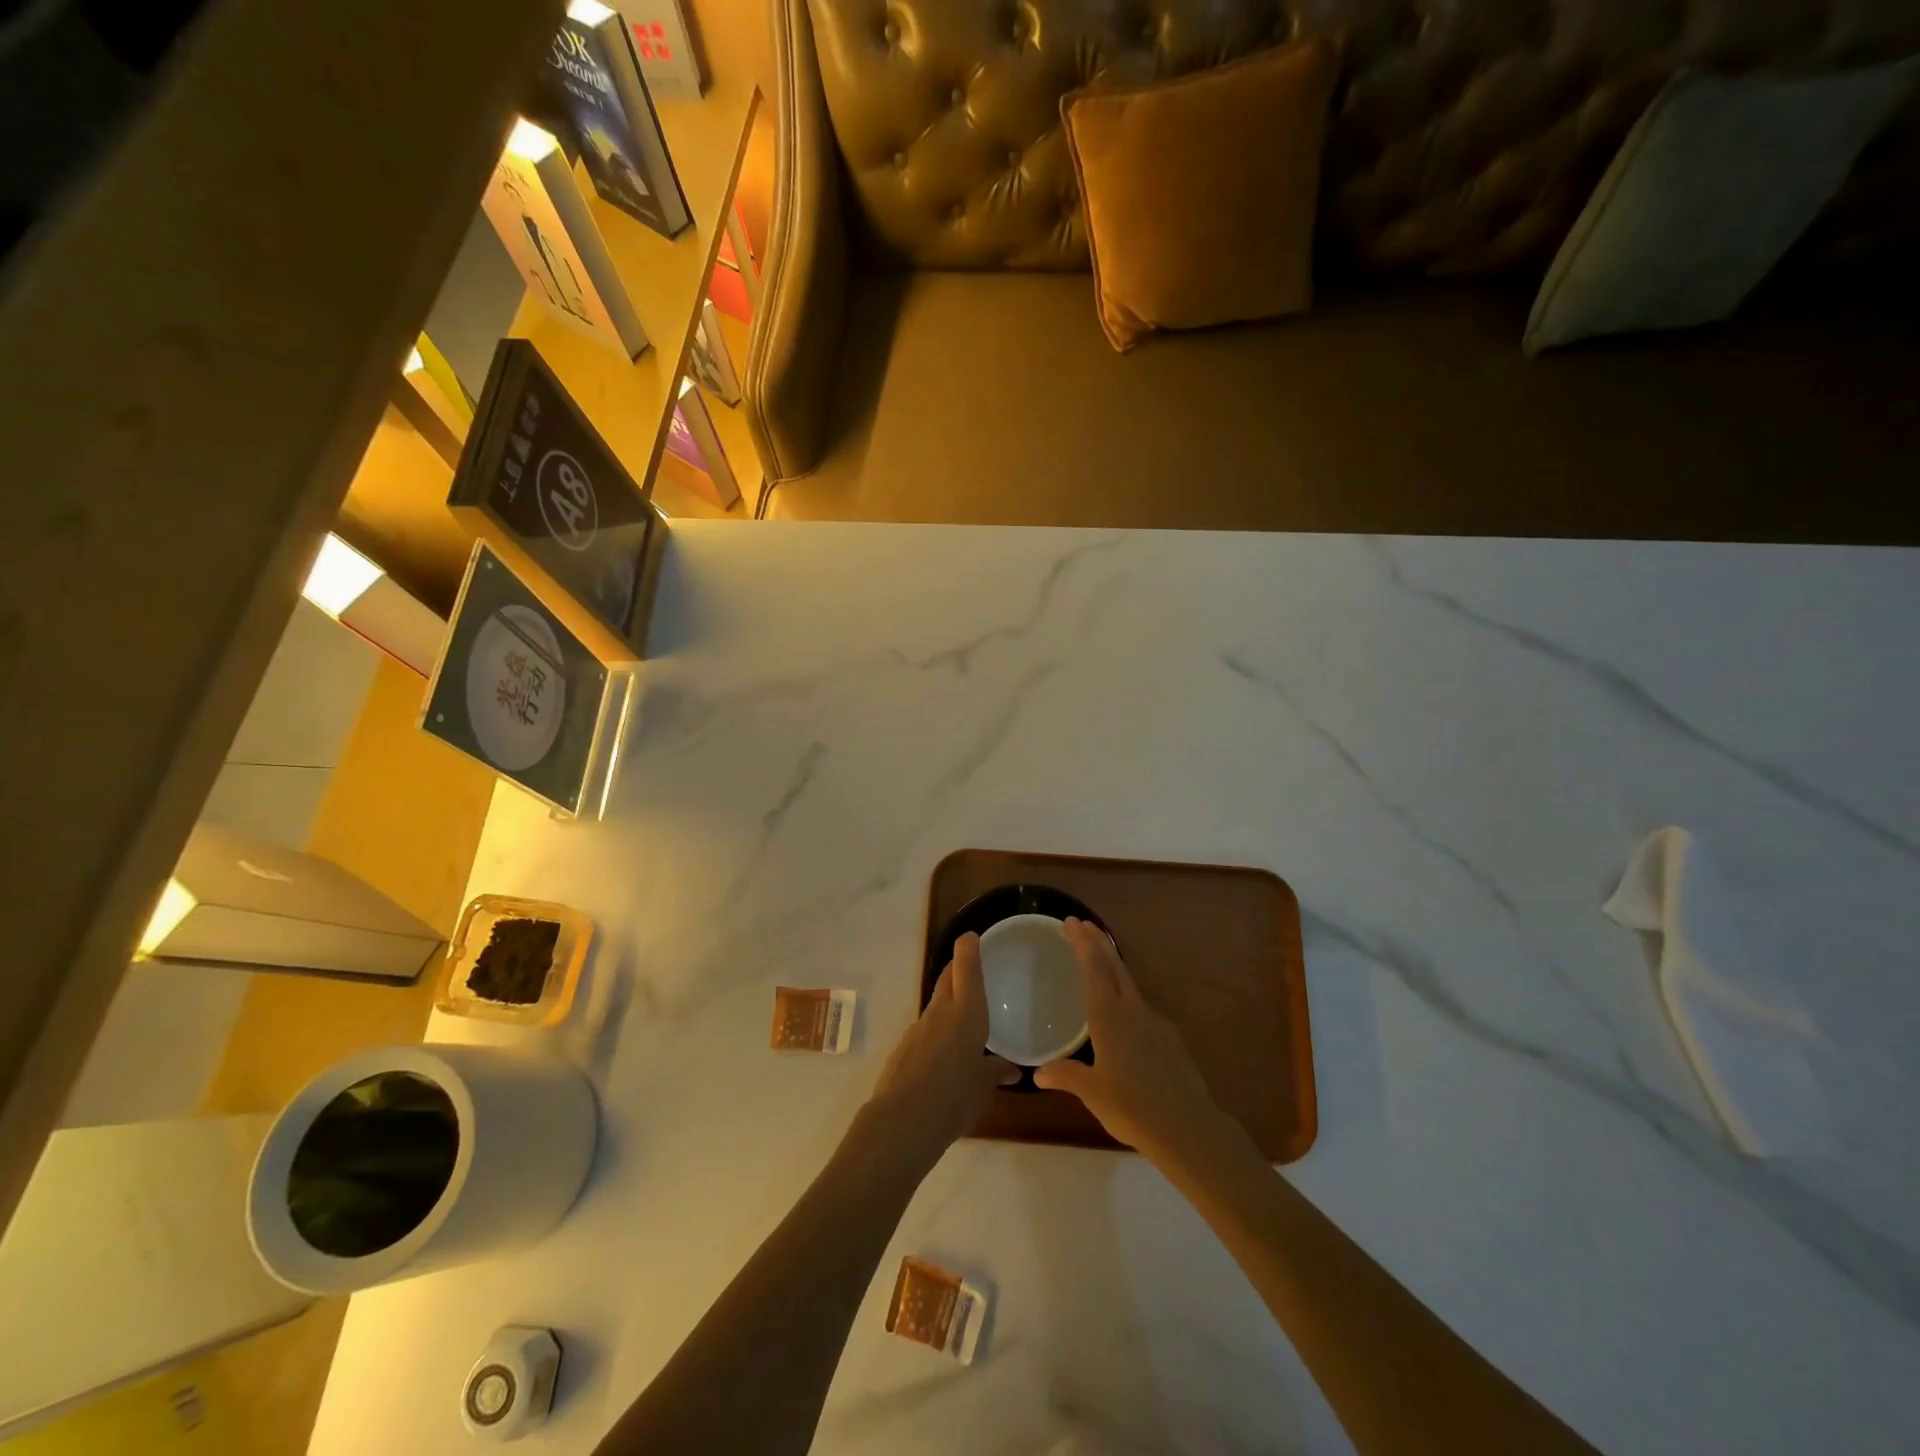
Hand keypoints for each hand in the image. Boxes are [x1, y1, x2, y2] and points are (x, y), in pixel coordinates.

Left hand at [868, 933, 1017, 1162]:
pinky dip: (937, 1032)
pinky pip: (926, 1031)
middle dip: (957, 969)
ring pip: (936, 1005)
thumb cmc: (954, 1097)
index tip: (971, 937)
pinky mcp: (904, 1048)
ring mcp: (918, 1029)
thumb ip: (995, 1072)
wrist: (903, 1121)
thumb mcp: (983, 1087)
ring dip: (947, 1003)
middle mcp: (941, 1012)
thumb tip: (1010, 1070)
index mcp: (967, 1013)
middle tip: (969, 968)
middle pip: (947, 979)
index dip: (969, 949)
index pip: (967, 968)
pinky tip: (943, 1054)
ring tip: (963, 1018)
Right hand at [1035, 918, 1223, 1159]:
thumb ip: (1066, 1076)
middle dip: (1098, 944)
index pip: (1094, 968)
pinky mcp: (1170, 1040)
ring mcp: (1156, 1023)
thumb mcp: (1092, 1093)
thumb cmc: (1133, 1107)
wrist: (1188, 1128)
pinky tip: (1124, 1016)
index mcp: (1110, 1017)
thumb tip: (1039, 1073)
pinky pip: (1142, 1008)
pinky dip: (1126, 997)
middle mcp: (1133, 1011)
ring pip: (1130, 984)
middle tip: (1084, 925)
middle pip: (1115, 967)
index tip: (1072, 921)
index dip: (1083, 942)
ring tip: (1100, 964)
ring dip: (1113, 967)